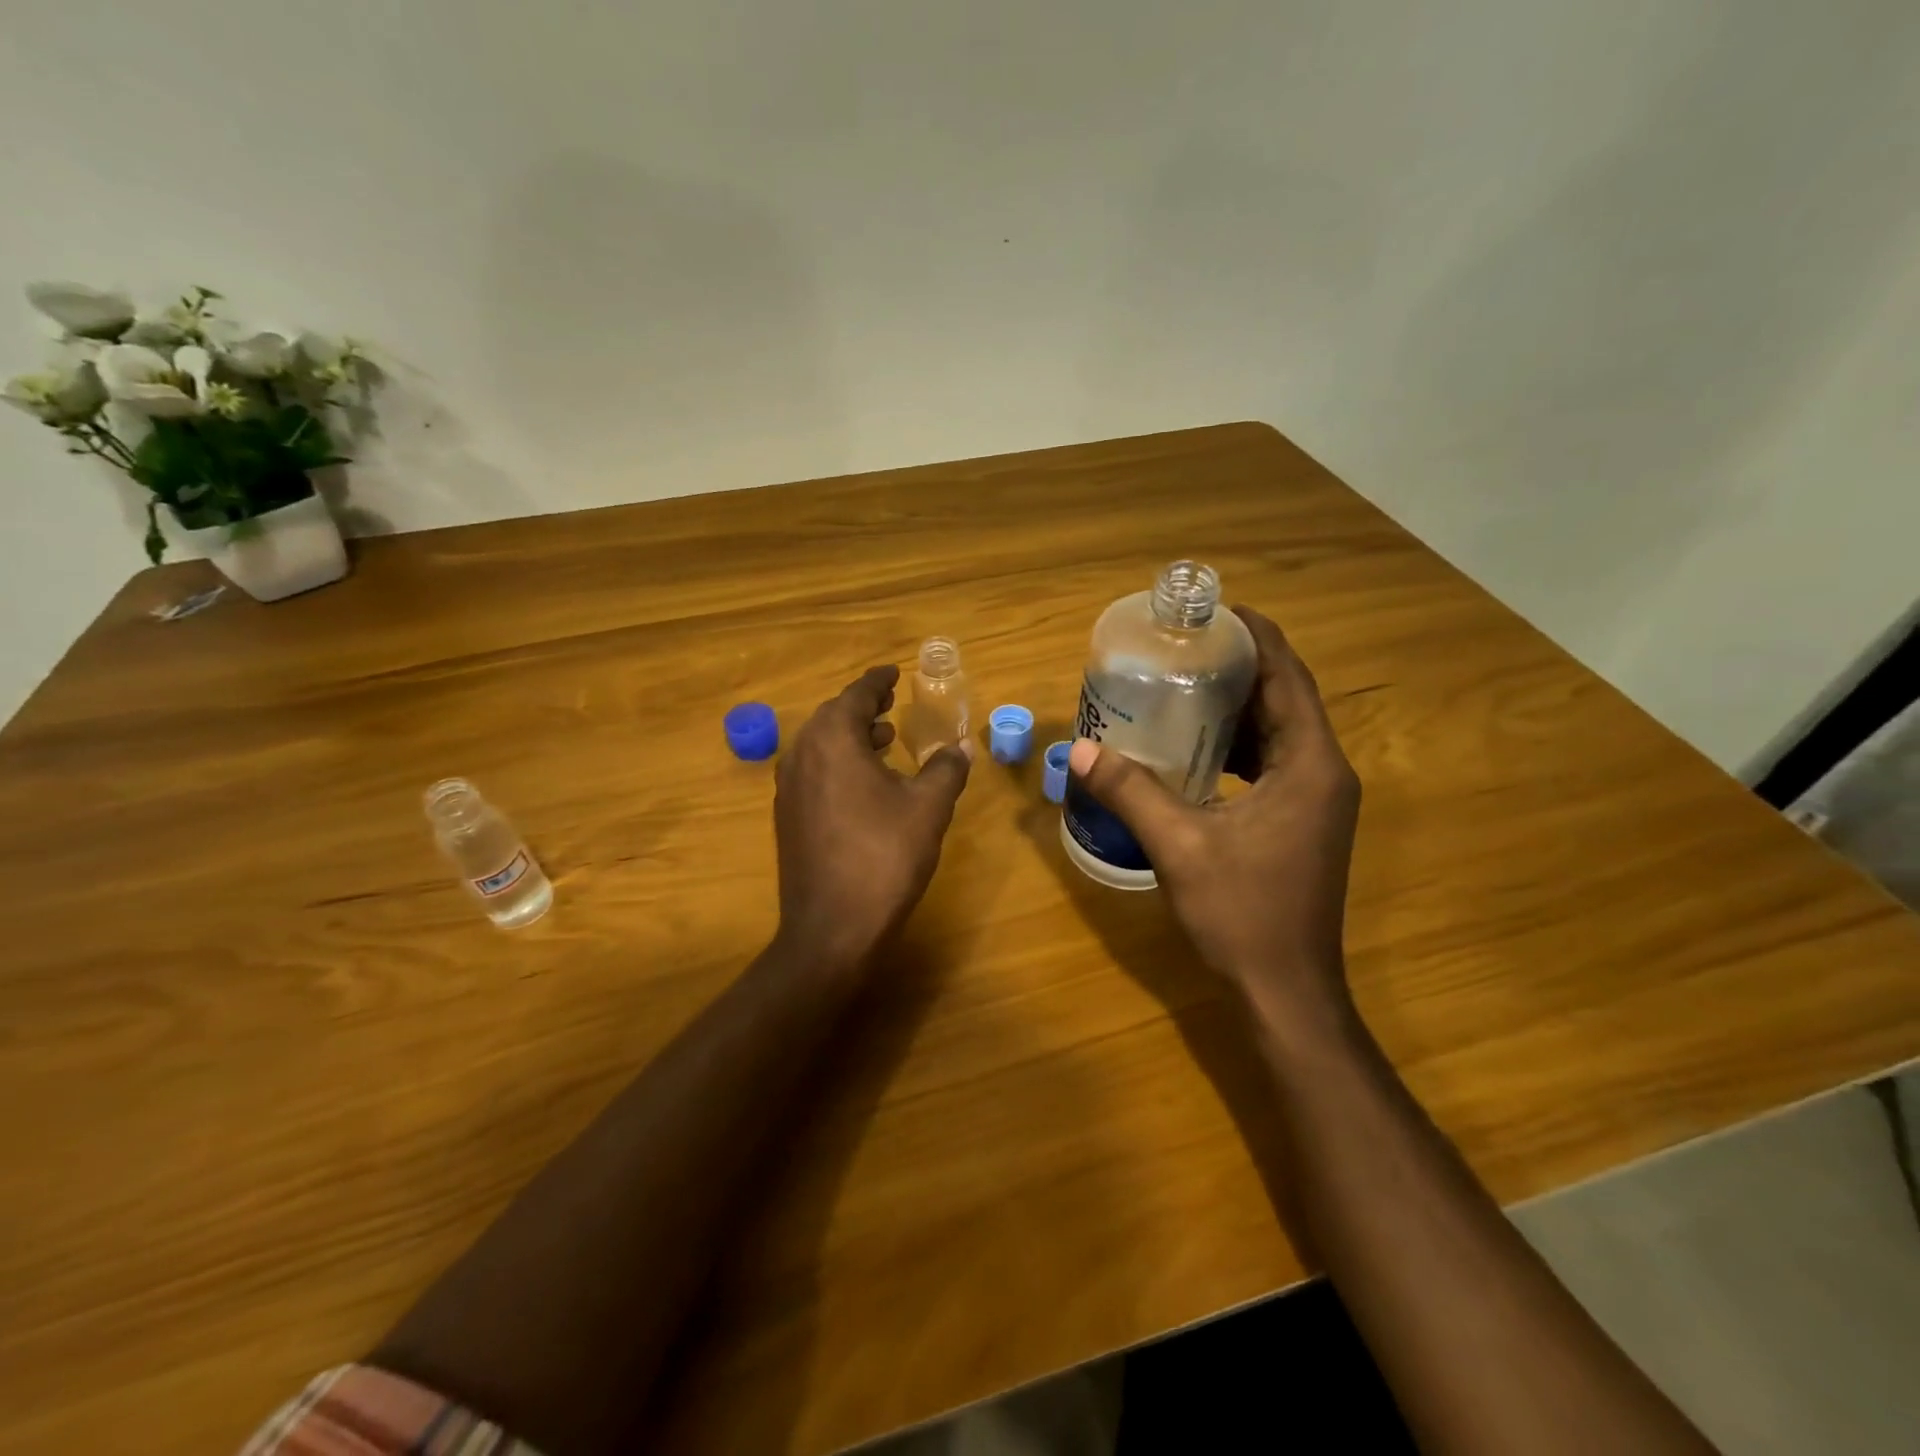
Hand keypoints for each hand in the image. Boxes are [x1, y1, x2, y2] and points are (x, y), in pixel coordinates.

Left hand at [773, 664, 973, 971]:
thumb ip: (947, 768)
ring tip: (883, 738)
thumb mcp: (928, 807)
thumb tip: (961, 746)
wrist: (832, 928)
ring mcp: (788, 788)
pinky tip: (865, 782)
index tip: (894, 672)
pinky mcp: (787, 817)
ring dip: (851, 736)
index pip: (855, 695)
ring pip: (820, 745)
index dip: (877, 680)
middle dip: (863, 706)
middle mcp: (801, 755)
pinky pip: (813, 771)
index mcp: (832, 740)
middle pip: (832, 716)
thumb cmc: (884, 857)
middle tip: (891, 702)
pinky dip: (839, 762)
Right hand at [1067, 606, 1360, 1030]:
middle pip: (1287, 699)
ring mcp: (1317, 801)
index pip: (1290, 678)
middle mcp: (1325, 773)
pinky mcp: (1302, 823)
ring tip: (1186, 684)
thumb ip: (1131, 791)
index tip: (1218, 610)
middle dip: (1242, 667)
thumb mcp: (1180, 846)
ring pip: (1280, 733)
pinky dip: (1239, 745)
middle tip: (1187, 645)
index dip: (1259, 637)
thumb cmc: (1244, 914)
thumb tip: (1080, 750)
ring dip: (1240, 706)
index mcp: (1311, 765)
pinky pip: (1274, 764)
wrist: (1286, 991)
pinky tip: (1196, 748)